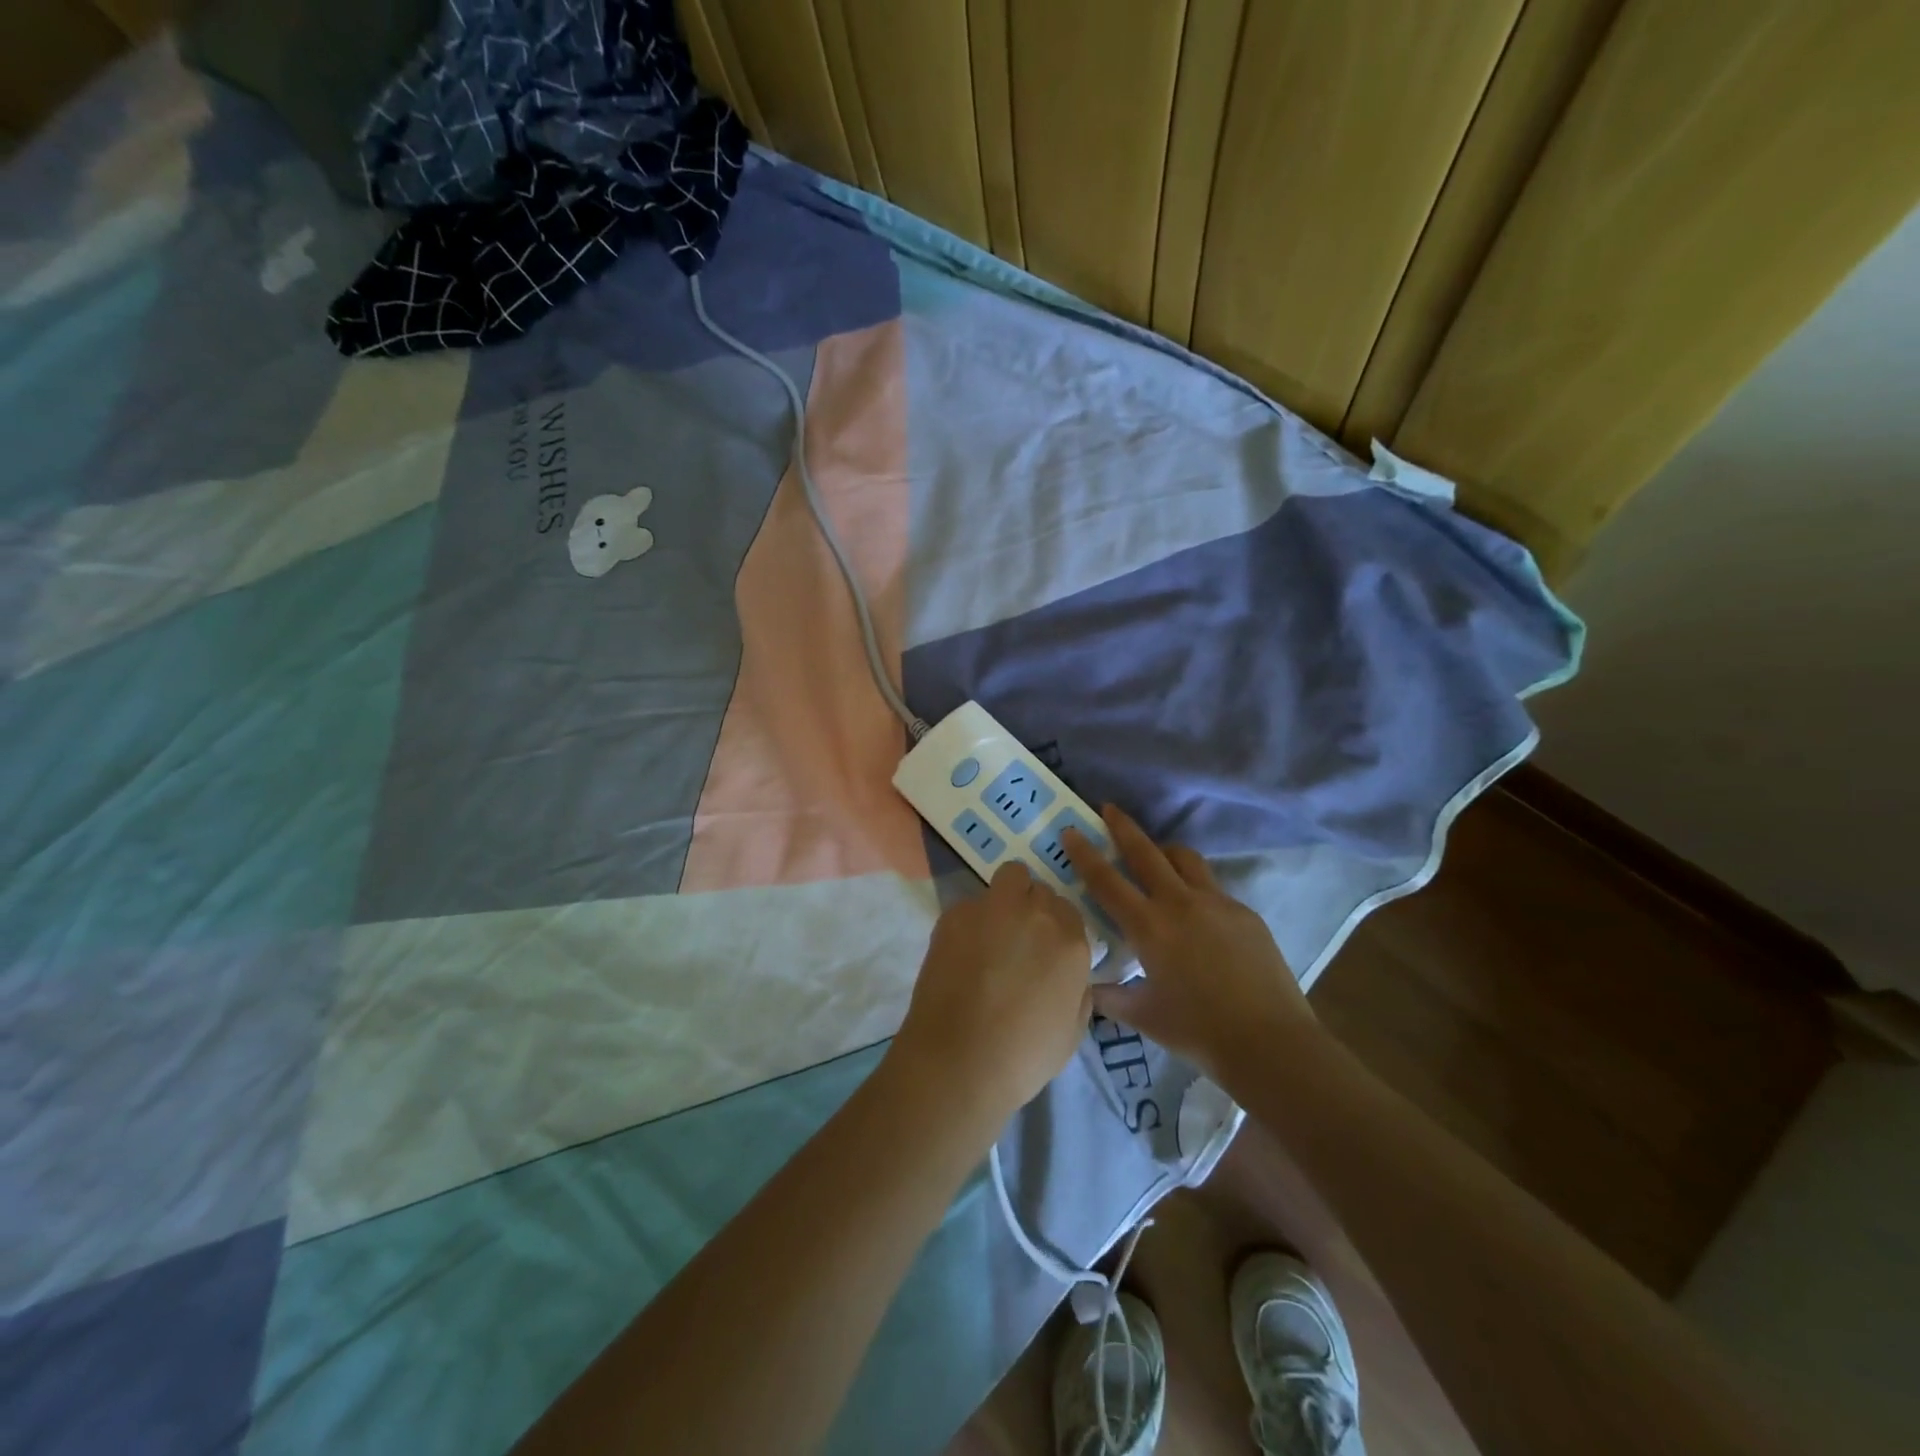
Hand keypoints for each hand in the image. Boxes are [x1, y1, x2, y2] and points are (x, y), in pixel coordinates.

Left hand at [890, 862, 1093, 1124]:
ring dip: (1006, 897)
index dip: (1056, 928)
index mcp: (1071, 942)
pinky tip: (960, 951)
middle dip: (1032, 908)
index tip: (1044, 947)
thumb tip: (1070, 972)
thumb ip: (1078, 989)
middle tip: (1017, 939)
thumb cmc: (1023, 1056)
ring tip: (990, 932)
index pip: (1069, 910)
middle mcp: (1037, 914)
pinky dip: (970, 919)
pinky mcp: (956, 913)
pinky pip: (971, 903)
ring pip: (1009, 878)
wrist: (960, 1060)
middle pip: (1040, 891)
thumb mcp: (1073, 1030)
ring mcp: (994, 908)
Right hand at [1064, 806, 1315, 1075]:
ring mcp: (1217, 904)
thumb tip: (1088, 988)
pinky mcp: (1245, 914)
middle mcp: (1180, 904)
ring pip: (1185, 859)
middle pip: (1146, 852)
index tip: (1071, 831)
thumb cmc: (1198, 1031)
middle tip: (1109, 808)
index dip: (1085, 855)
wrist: (1270, 1043)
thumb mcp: (1144, 1017)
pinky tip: (1197, 913)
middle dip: (1123, 827)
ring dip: (1164, 851)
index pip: (1107, 881)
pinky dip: (1195, 888)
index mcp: (1149, 927)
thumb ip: (1110, 998)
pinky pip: (1212, 888)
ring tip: (1156, 856)